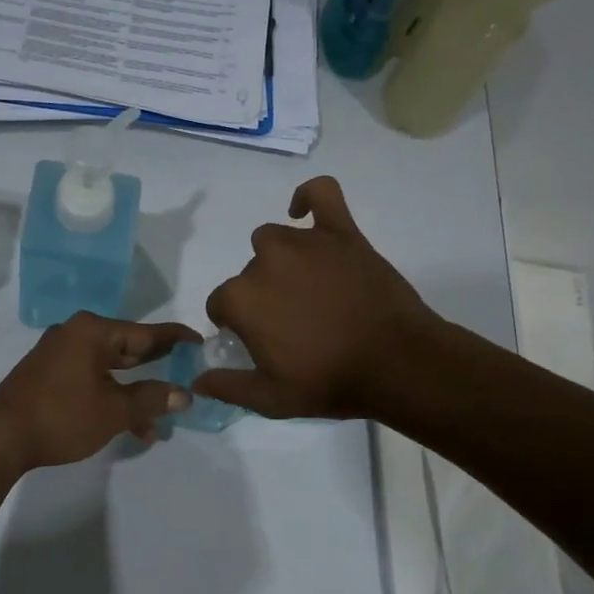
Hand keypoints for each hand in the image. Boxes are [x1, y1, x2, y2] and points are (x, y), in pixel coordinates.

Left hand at [0, 313, 199, 472]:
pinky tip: (128, 427)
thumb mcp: (113, 410)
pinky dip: (110, 397)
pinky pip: (90, 379)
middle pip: (127, 348)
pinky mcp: (48, 375)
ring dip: (134, 394)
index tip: (200, 341)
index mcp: (92, 332)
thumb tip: (184, 394)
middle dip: (156, 369)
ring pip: (109, 369)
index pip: (145, 332)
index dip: (175, 339)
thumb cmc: (61, 416)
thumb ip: (151, 399)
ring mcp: (58, 355)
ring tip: (159, 423)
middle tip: (187, 375)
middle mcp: (75, 335)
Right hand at [198, 176, 443, 419]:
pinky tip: (303, 213)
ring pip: (273, 239)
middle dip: (260, 296)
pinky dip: (308, 197)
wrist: (397, 363)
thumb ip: (227, 387)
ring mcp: (305, 243)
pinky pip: (321, 194)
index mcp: (242, 299)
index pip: (220, 304)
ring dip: (278, 260)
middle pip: (248, 273)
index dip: (234, 324)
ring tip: (302, 286)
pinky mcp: (342, 233)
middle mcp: (265, 262)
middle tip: (289, 322)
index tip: (256, 340)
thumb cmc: (329, 382)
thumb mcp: (270, 399)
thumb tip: (197, 380)